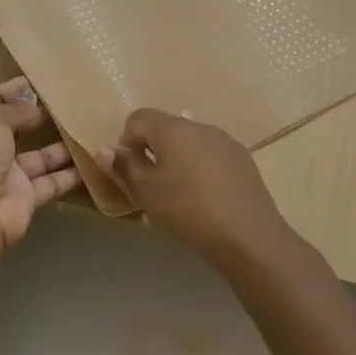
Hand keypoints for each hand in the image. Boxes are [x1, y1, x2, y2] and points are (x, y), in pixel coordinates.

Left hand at [0, 78, 81, 249]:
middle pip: (16, 127)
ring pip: (38, 156)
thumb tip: (36, 107)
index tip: (41, 78)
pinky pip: (51, 181)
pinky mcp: (25, 197)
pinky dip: (70, 173)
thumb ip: (16, 110)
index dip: (14, 89)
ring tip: (88, 126)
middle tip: (72, 101)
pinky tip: (94, 160)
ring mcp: (6, 174)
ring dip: (61, 144)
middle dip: (40, 115)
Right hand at [99, 109, 293, 265]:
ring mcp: (226, 141)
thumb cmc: (189, 210)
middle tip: (151, 184)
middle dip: (152, 150)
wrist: (249, 236)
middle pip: (166, 128)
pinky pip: (211, 155)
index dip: (126, 140)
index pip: (138, 118)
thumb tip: (106, 149)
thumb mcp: (147, 192)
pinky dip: (200, 167)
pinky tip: (205, 197)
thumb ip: (124, 167)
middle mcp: (201, 126)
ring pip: (190, 142)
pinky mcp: (244, 159)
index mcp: (174, 129)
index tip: (129, 170)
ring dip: (177, 159)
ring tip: (179, 192)